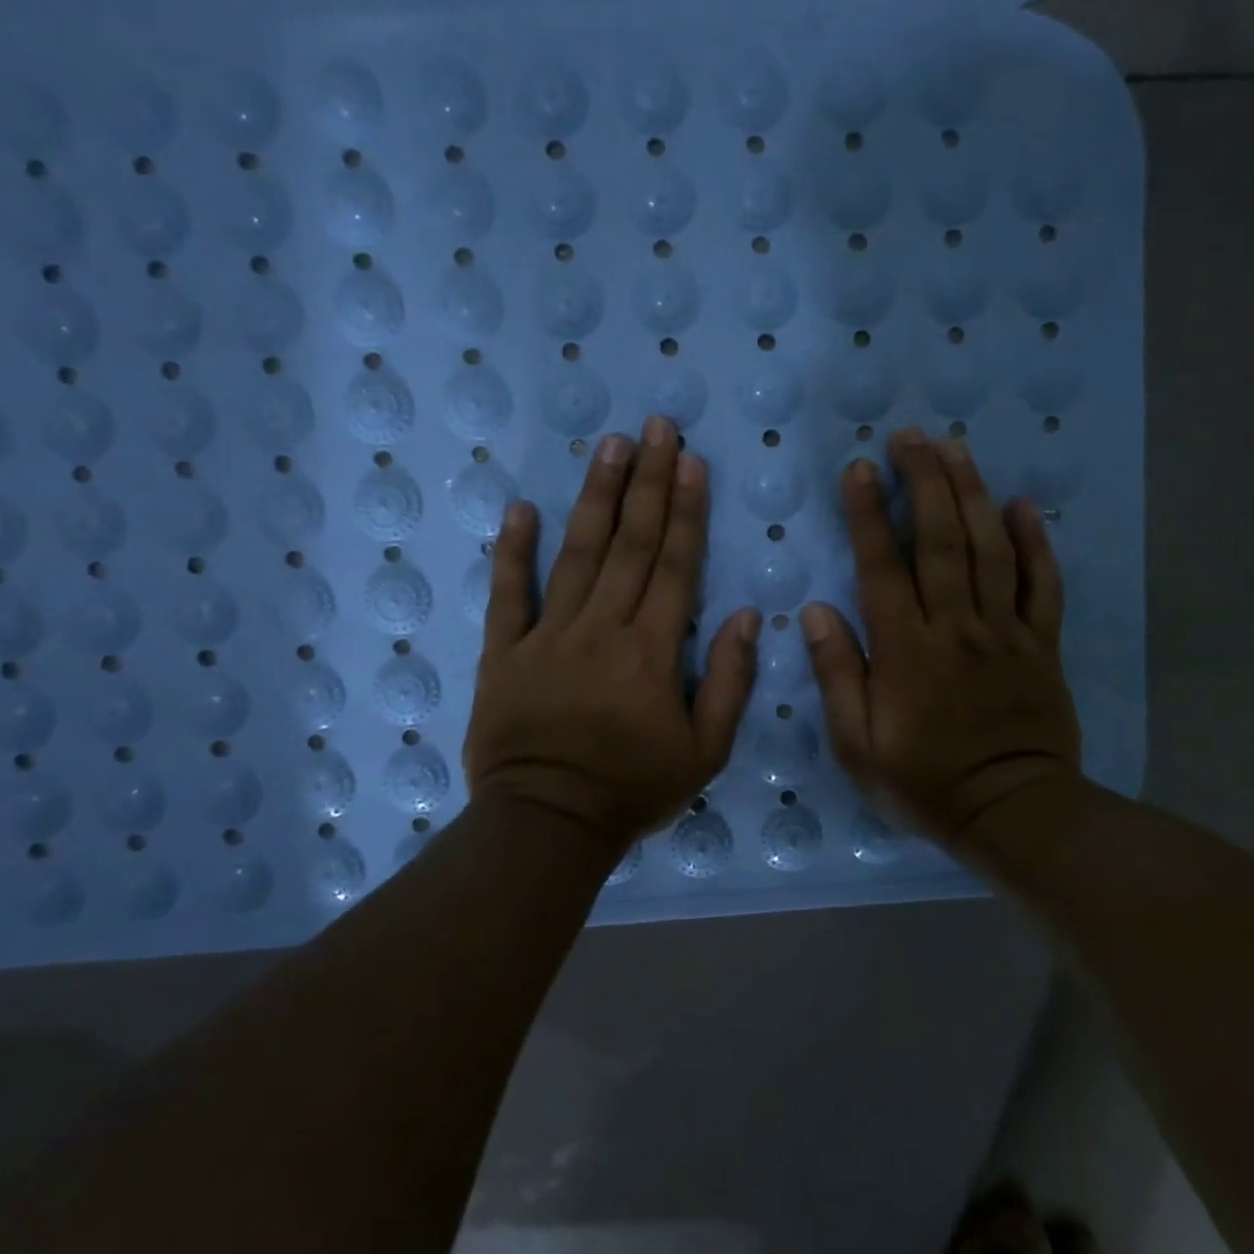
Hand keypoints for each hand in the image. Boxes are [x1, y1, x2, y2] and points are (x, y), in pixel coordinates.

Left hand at [464, 417, 760, 854]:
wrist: (547, 824)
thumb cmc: (632, 790)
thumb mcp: (705, 753)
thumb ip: (730, 683)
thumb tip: (747, 617)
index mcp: (653, 650)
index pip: (675, 565)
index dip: (686, 510)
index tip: (692, 462)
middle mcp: (603, 628)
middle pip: (630, 544)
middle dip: (647, 482)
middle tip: (655, 428)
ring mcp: (549, 635)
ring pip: (577, 554)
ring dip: (596, 497)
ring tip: (610, 447)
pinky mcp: (505, 651)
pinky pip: (509, 594)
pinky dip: (513, 551)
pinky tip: (520, 508)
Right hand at [801, 428, 1082, 846]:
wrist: (1014, 814)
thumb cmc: (925, 783)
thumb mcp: (858, 746)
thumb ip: (838, 675)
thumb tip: (815, 612)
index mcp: (908, 650)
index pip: (883, 566)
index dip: (869, 514)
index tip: (859, 468)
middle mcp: (957, 627)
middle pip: (942, 540)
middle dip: (926, 481)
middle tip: (912, 436)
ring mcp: (1006, 632)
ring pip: (991, 549)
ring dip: (973, 493)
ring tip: (957, 448)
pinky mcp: (1041, 644)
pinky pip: (1042, 584)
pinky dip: (1036, 542)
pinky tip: (1023, 505)